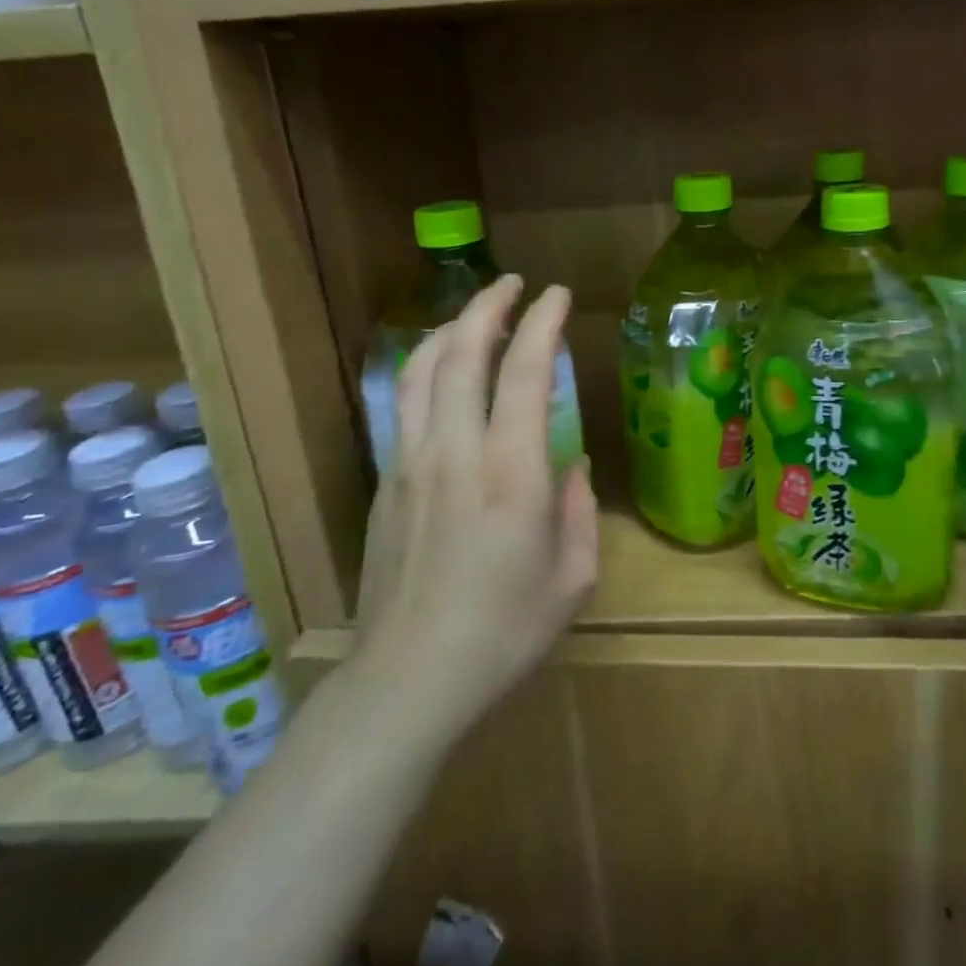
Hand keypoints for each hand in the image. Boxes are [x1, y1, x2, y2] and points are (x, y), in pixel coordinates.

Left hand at [358, 276, 598, 738]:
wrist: (407, 681)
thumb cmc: (504, 634)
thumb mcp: (572, 578)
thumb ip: (579, 510)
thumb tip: (570, 463)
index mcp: (511, 474)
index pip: (524, 373)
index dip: (543, 323)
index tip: (558, 295)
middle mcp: (456, 453)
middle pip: (462, 354)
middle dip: (489, 306)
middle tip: (514, 285)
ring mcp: (411, 464)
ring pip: (422, 371)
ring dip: (451, 329)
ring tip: (476, 314)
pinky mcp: (386, 482)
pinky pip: (403, 405)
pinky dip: (426, 368)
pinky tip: (442, 370)